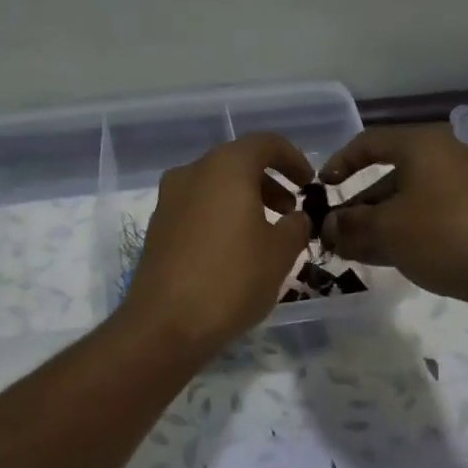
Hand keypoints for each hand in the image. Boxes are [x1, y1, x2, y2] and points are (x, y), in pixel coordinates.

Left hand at [120, 133, 313, 353]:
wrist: (166, 324)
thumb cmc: (232, 279)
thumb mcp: (281, 253)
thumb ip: (296, 226)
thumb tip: (296, 218)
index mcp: (226, 166)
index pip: (266, 143)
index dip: (293, 159)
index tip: (309, 184)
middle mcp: (193, 172)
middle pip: (238, 163)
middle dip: (269, 182)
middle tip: (291, 212)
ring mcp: (169, 198)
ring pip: (216, 185)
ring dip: (245, 200)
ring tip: (266, 233)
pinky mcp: (158, 226)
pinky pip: (198, 207)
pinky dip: (221, 215)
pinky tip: (234, 249)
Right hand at [321, 126, 467, 329]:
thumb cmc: (446, 234)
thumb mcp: (387, 230)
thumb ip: (352, 225)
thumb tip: (329, 227)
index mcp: (425, 145)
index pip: (370, 142)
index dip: (340, 162)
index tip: (320, 188)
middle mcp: (449, 158)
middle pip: (392, 175)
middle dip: (360, 206)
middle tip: (336, 233)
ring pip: (413, 202)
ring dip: (381, 225)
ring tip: (354, 252)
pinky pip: (435, 220)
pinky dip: (409, 234)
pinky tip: (389, 260)